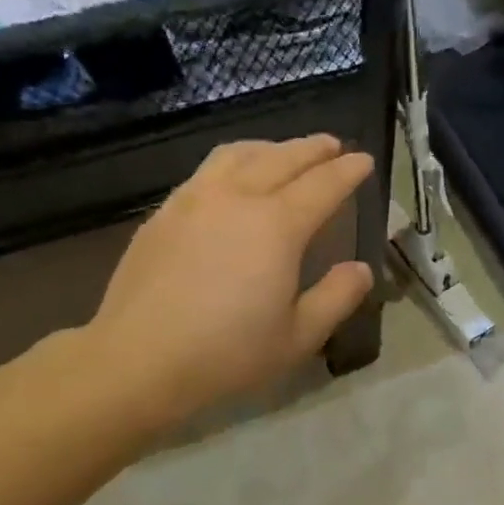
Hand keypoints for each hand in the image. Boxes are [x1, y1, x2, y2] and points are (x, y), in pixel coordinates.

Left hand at [84, 136, 374, 429]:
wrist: (139, 359)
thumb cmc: (228, 353)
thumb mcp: (298, 337)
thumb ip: (337, 297)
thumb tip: (362, 269)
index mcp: (277, 226)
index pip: (323, 185)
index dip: (348, 171)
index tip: (364, 160)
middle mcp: (237, 198)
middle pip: (282, 158)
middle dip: (314, 148)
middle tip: (334, 146)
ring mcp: (194, 200)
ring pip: (239, 153)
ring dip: (271, 147)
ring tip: (285, 153)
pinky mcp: (164, 212)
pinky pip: (207, 170)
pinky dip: (235, 162)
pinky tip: (233, 179)